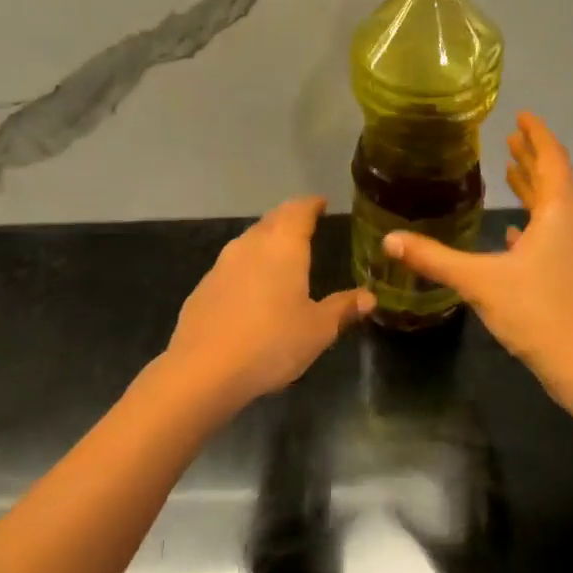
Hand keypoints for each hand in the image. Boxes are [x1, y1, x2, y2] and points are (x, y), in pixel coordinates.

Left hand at [165, 196, 373, 403]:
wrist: (204, 370)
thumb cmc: (272, 343)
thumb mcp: (318, 330)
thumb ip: (343, 308)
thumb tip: (369, 297)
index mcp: (283, 246)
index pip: (299, 210)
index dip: (311, 205)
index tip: (321, 203)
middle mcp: (250, 245)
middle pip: (272, 220)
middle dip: (289, 219)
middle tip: (305, 224)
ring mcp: (222, 265)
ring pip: (249, 241)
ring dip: (266, 241)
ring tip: (281, 253)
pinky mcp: (203, 288)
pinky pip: (232, 266)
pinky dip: (247, 267)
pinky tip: (252, 288)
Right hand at [386, 113, 572, 402]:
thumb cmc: (538, 313)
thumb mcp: (480, 282)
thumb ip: (434, 258)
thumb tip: (389, 239)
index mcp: (558, 214)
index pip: (551, 160)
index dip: (537, 135)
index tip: (522, 116)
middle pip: (553, 181)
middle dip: (531, 158)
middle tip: (510, 139)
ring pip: (554, 210)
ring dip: (533, 190)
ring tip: (510, 174)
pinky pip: (553, 236)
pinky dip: (535, 225)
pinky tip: (514, 236)